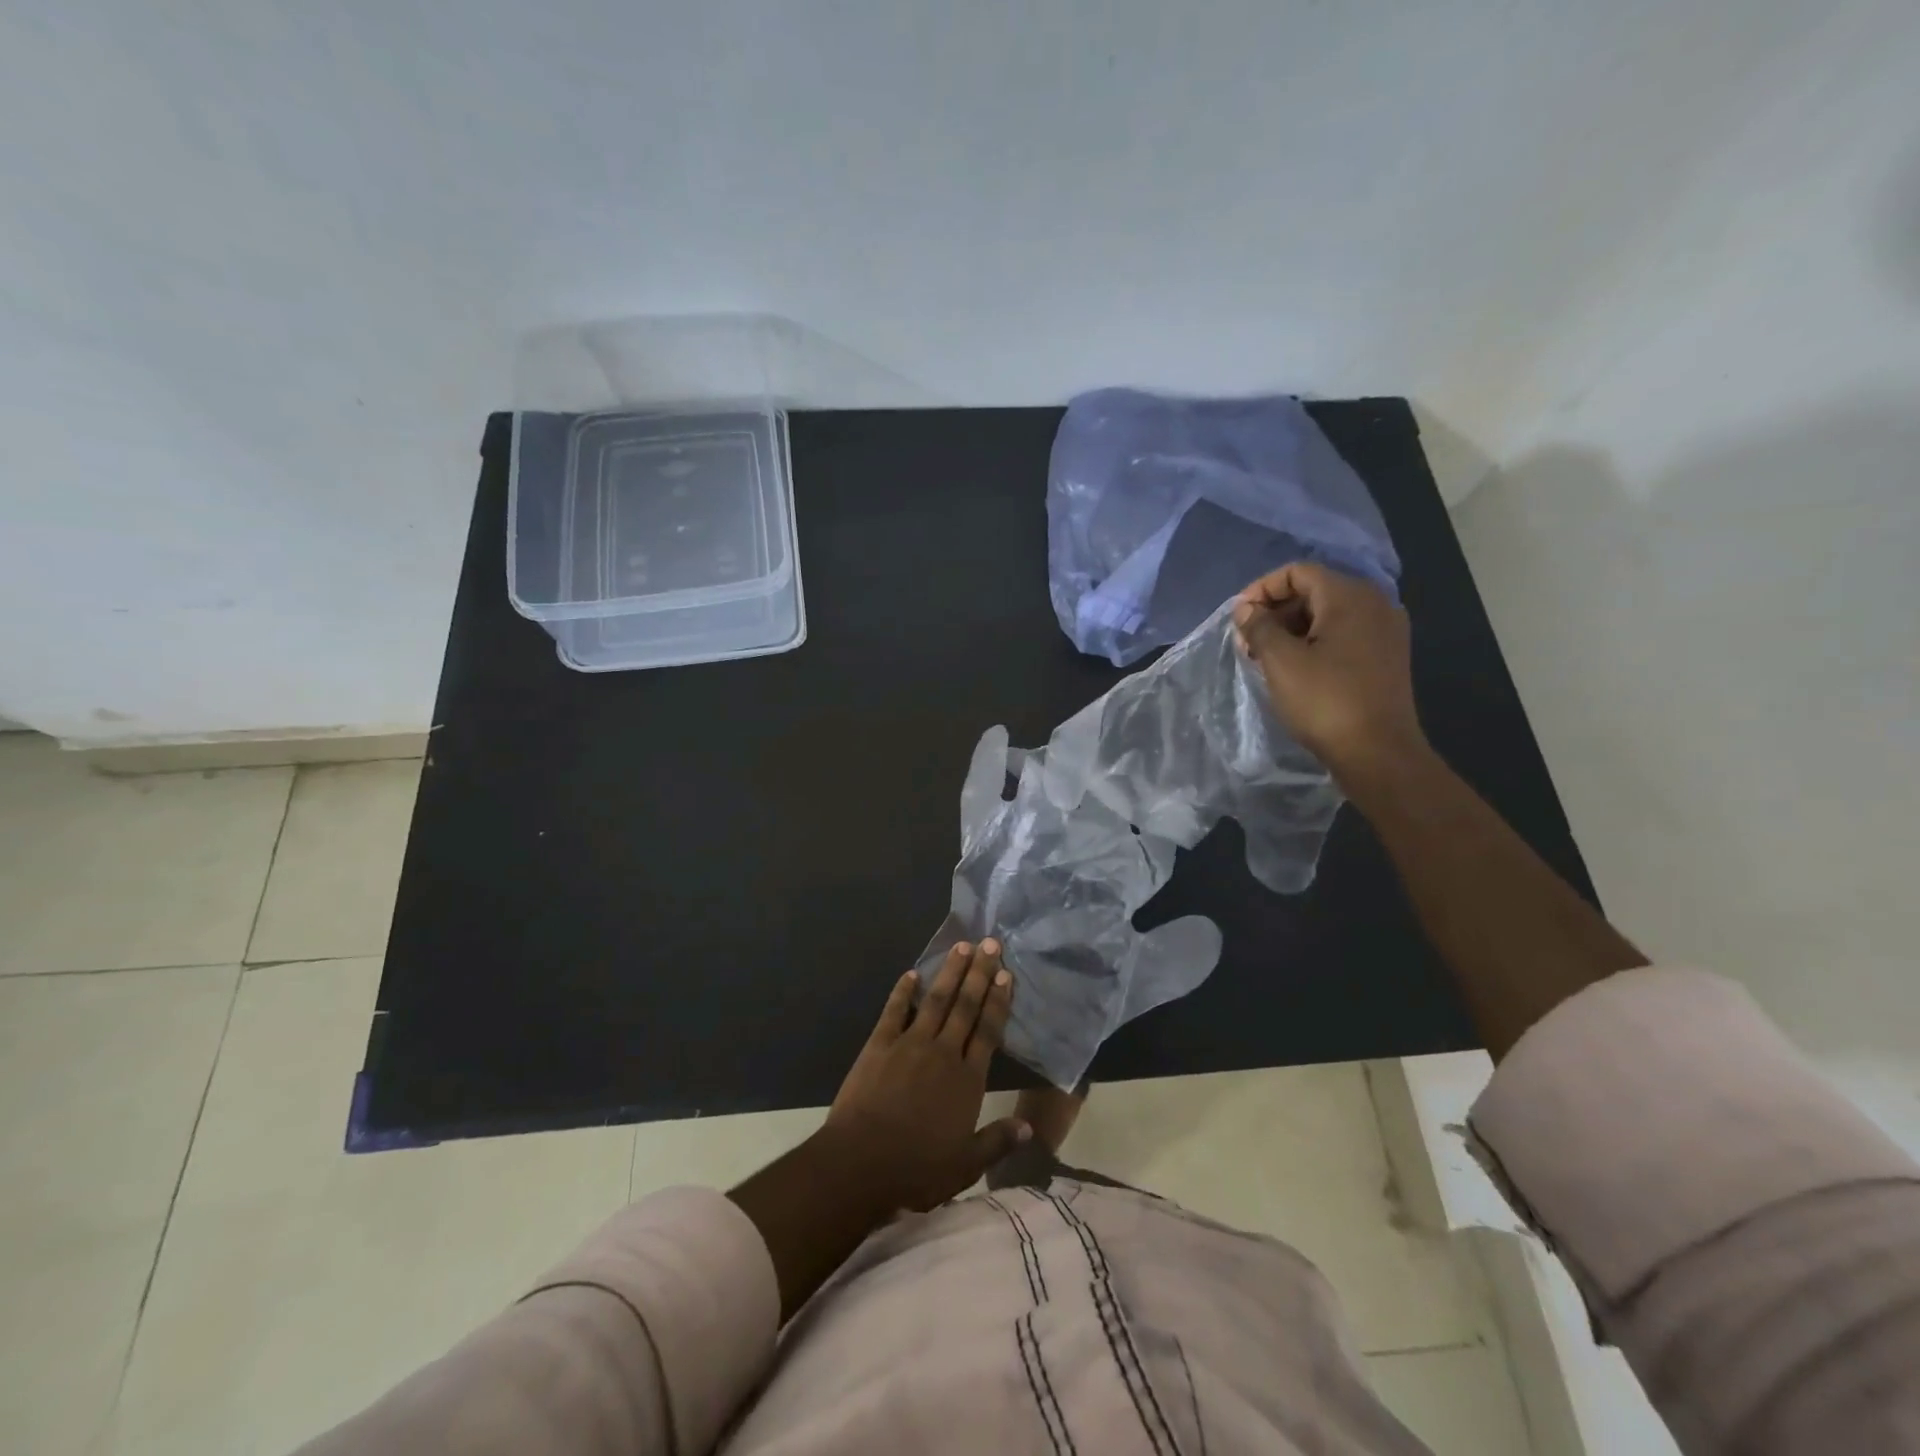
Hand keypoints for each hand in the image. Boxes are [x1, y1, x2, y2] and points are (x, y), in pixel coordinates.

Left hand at [821, 939, 1028, 1211]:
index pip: (988, 1031)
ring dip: (949, 972)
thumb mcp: (965, 1165)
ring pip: (935, 1000)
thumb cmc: (917, 1169)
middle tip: (990, 943)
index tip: (1006, 974)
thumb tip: (1029, 1127)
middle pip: (965, 1006)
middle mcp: (943, 1052)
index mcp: (967, 1079)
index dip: (998, 1001)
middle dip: (980, 974)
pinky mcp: (879, 1044)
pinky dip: (902, 991)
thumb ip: (998, 1141)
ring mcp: (909, 1044)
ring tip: (962, 946)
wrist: (861, 1163)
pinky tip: (911, 973)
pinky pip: (894, 1010)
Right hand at [1232, 562, 1428, 797]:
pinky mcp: (1387, 656)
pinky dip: (1315, 641)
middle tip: (1247, 641)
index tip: (1238, 617)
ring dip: (1292, 628)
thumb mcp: (1280, 661)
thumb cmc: (1325, 701)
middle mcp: (1375, 604)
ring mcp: (1386, 631)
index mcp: (1350, 597)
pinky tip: (1295, 668)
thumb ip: (1259, 626)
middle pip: (1314, 590)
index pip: (1298, 572)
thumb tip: (1246, 609)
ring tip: (1265, 658)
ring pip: (1329, 614)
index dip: (1262, 589)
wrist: (1378, 753)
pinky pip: (1344, 634)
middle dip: (1276, 611)